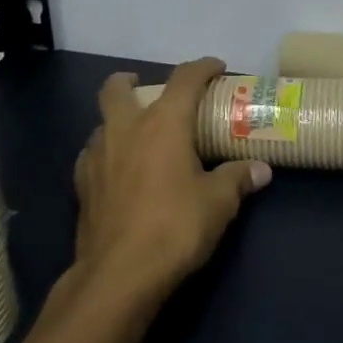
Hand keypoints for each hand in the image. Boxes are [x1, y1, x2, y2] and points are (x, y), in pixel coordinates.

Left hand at [71, 58, 270, 303]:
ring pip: (101, 122)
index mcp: (163, 123)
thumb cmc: (175, 227)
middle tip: (148, 90)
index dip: (202, 68)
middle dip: (131, 81)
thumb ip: (238, 179)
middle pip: (117, 87)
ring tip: (138, 138)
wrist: (119, 275)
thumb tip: (261, 170)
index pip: (184, 79)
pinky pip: (92, 155)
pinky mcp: (81, 186)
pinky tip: (119, 172)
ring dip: (118, 120)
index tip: (216, 68)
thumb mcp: (219, 203)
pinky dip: (106, 154)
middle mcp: (125, 129)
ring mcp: (96, 156)